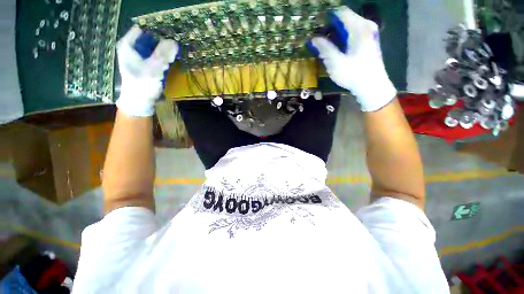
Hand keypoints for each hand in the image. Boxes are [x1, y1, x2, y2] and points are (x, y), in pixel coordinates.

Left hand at [115, 26, 177, 116]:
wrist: (139, 101)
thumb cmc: (142, 85)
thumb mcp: (152, 69)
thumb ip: (162, 55)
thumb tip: (174, 42)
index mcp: (128, 45)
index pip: (142, 30)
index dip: (155, 32)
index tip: (168, 38)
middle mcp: (132, 48)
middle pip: (149, 38)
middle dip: (161, 42)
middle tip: (173, 47)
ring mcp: (139, 57)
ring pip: (153, 48)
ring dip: (164, 51)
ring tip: (172, 55)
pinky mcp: (146, 65)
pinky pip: (156, 56)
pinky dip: (163, 58)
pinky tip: (169, 62)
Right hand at [309, 6, 395, 111]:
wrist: (372, 86)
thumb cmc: (354, 74)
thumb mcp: (336, 63)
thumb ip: (325, 49)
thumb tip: (313, 39)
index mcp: (359, 28)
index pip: (341, 12)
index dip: (327, 18)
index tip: (316, 27)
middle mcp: (366, 26)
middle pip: (345, 18)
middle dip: (330, 27)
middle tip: (319, 40)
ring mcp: (369, 33)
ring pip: (349, 26)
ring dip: (336, 33)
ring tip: (325, 45)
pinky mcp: (369, 40)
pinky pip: (353, 32)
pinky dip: (343, 37)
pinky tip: (337, 48)